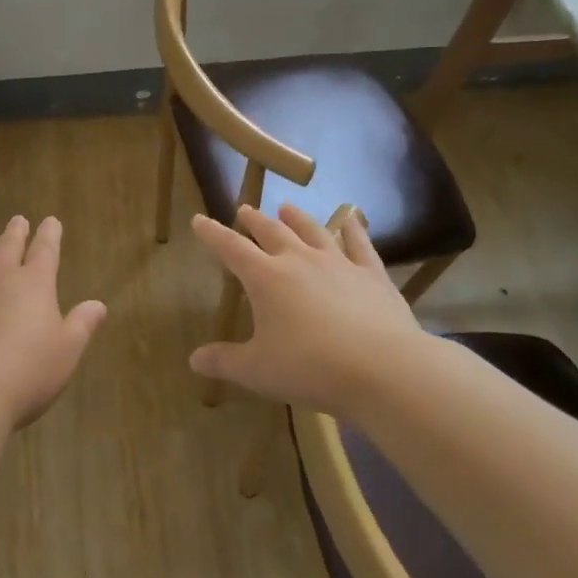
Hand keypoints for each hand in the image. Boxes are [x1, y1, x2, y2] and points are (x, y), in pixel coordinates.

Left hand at [0, 215, 106, 431]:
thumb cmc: (23, 374)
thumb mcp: (65, 354)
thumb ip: (81, 326)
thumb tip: (98, 304)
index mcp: (35, 284)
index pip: (46, 251)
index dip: (50, 235)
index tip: (51, 221)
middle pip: (9, 246)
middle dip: (16, 232)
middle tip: (19, 220)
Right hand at [187, 203, 430, 413]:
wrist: (383, 369)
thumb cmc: (309, 367)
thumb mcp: (257, 370)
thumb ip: (224, 362)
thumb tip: (194, 360)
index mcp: (265, 278)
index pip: (230, 248)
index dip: (212, 233)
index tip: (199, 220)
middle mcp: (299, 261)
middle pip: (271, 232)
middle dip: (254, 220)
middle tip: (244, 209)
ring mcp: (338, 264)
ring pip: (312, 231)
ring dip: (296, 218)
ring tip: (286, 207)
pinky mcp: (372, 275)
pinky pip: (360, 244)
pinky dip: (353, 229)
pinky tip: (352, 219)